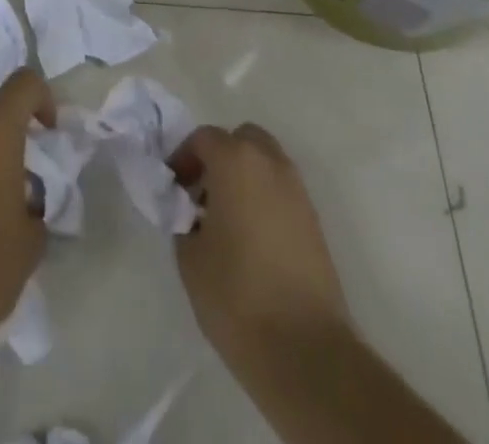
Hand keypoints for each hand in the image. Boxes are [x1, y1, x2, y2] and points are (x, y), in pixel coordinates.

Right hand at [168, 123, 350, 361]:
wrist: (305, 350)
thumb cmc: (237, 296)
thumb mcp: (189, 257)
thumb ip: (184, 220)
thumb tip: (192, 213)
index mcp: (236, 161)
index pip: (203, 138)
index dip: (183, 158)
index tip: (173, 189)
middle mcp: (270, 163)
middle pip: (241, 139)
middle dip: (220, 157)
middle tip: (202, 194)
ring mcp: (297, 190)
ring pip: (265, 162)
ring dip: (244, 176)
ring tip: (226, 220)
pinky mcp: (314, 221)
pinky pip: (282, 191)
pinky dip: (264, 198)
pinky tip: (251, 239)